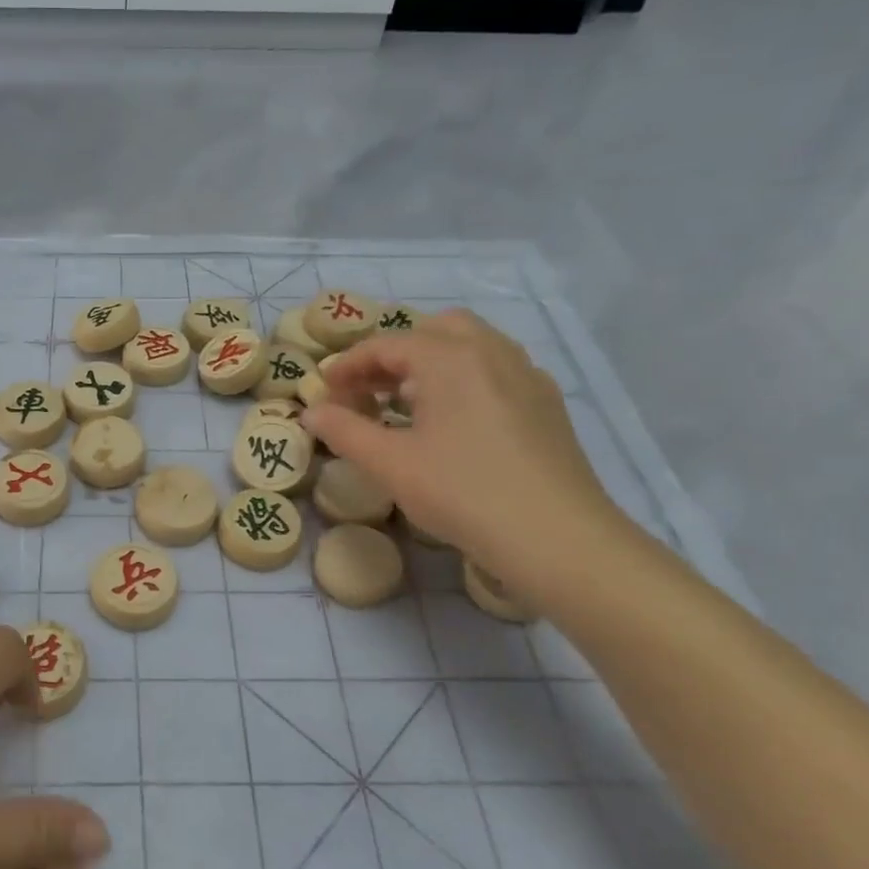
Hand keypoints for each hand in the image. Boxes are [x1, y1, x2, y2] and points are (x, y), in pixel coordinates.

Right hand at [301, 309, 621, 594]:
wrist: (557, 538)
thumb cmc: (462, 493)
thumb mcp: (390, 464)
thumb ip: (344, 430)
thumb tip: (311, 412)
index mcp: (450, 358)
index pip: (386, 344)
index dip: (348, 365)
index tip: (324, 392)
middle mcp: (491, 352)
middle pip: (433, 330)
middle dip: (394, 353)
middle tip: (368, 391)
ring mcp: (526, 375)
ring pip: (471, 345)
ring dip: (430, 362)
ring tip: (406, 403)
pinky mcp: (546, 403)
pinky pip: (496, 369)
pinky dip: (463, 377)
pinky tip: (453, 420)